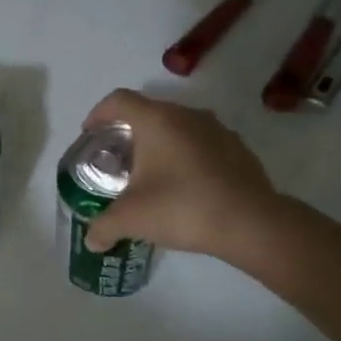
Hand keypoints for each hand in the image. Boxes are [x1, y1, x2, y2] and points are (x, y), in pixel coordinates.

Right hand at [79, 90, 277, 258]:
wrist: (251, 223)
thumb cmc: (182, 208)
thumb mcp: (132, 219)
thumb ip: (104, 226)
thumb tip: (92, 240)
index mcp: (157, 120)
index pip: (119, 100)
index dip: (99, 113)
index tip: (90, 134)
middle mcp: (187, 115)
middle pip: (149, 112)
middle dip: (130, 133)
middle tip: (118, 160)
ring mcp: (217, 129)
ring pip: (178, 127)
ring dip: (161, 144)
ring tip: (152, 174)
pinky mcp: (238, 148)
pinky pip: (203, 144)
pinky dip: (187, 157)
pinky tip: (186, 186)